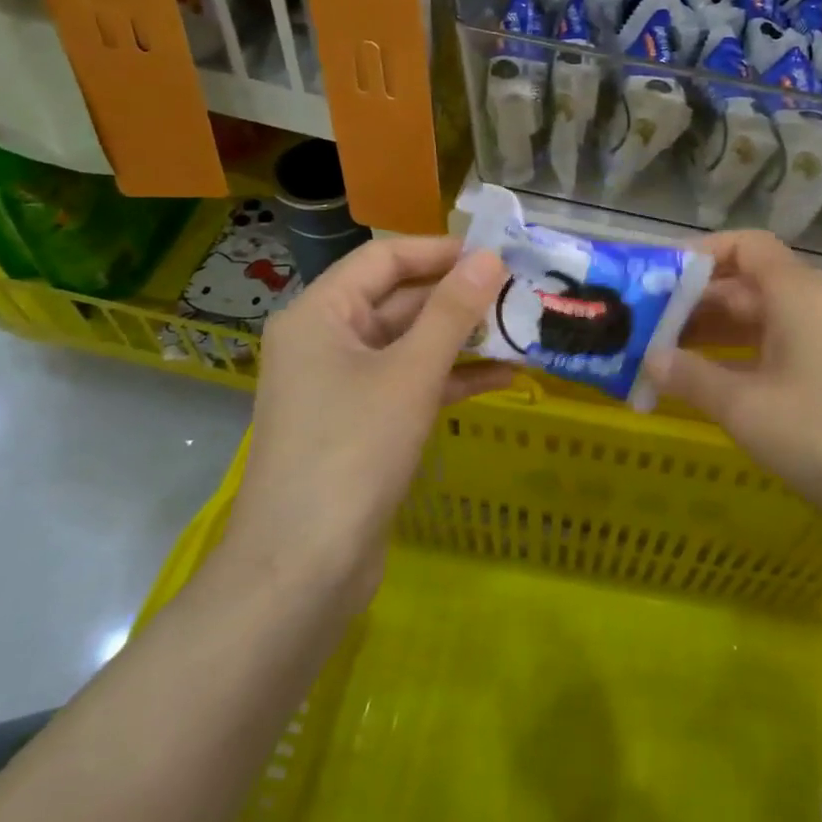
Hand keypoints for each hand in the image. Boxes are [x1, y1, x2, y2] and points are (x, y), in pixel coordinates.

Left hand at [218, 237, 512, 601]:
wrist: (302, 570)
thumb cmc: (353, 452)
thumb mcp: (410, 373)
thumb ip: (453, 312)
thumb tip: (490, 258)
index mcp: (320, 315)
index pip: (383, 258)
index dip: (439, 251)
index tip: (496, 255)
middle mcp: (326, 341)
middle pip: (398, 300)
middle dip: (457, 297)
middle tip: (519, 293)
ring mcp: (342, 385)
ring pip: (409, 344)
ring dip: (460, 339)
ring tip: (519, 331)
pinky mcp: (361, 424)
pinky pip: (410, 383)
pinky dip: (451, 378)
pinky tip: (502, 379)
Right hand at [646, 231, 821, 524]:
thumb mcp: (746, 407)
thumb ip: (691, 377)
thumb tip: (650, 358)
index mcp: (795, 293)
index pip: (744, 245)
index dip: (699, 253)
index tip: (656, 277)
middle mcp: (811, 306)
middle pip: (744, 284)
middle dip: (692, 302)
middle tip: (641, 325)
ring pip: (756, 321)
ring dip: (710, 334)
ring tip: (659, 356)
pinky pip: (772, 350)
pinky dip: (736, 360)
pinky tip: (706, 385)